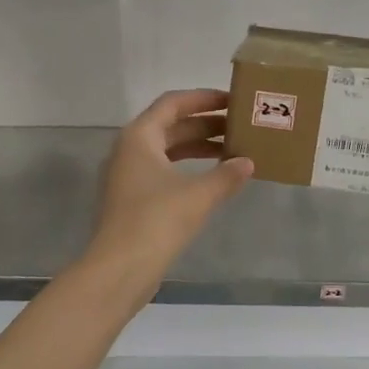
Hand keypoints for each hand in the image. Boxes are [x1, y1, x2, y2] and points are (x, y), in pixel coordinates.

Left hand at [88, 89, 253, 275]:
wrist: (120, 269)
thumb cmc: (157, 220)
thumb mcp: (199, 194)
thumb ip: (226, 174)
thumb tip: (248, 162)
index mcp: (139, 137)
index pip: (173, 103)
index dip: (204, 98)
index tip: (232, 100)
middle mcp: (130, 150)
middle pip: (171, 125)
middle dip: (206, 124)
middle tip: (240, 126)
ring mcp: (129, 176)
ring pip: (169, 150)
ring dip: (199, 147)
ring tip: (234, 151)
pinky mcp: (134, 200)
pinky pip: (165, 171)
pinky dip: (189, 169)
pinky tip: (214, 179)